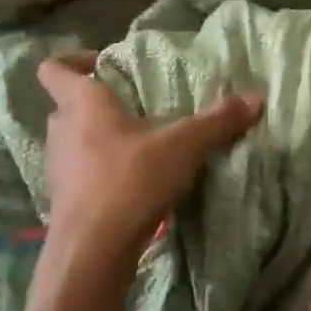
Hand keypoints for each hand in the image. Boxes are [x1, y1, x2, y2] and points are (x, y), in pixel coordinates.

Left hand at [37, 53, 262, 257]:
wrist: (93, 250)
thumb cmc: (131, 180)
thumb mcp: (183, 146)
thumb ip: (218, 120)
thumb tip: (257, 97)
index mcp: (83, 104)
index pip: (54, 69)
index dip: (72, 60)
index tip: (102, 64)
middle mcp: (61, 130)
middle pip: (67, 105)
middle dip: (95, 103)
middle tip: (132, 106)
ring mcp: (57, 167)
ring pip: (72, 140)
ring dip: (98, 139)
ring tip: (137, 145)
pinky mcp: (63, 199)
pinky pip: (79, 172)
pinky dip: (99, 171)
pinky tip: (131, 182)